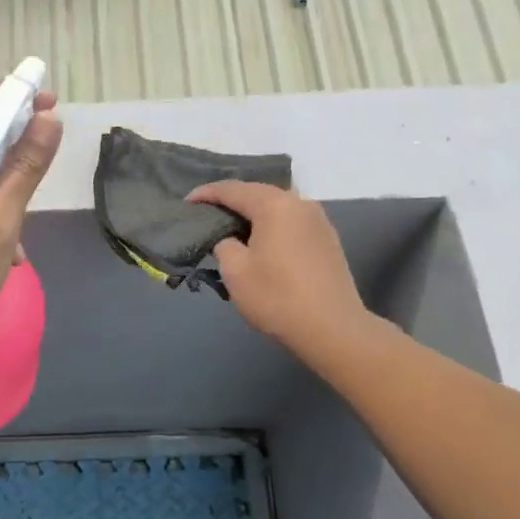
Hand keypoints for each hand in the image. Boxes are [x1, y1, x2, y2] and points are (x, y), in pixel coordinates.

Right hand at [187, 180, 368, 359]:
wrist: (332, 329)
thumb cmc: (277, 297)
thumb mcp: (235, 271)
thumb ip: (224, 245)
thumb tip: (230, 240)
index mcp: (275, 205)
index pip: (233, 190)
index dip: (207, 193)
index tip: (187, 202)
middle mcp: (300, 203)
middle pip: (259, 193)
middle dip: (232, 200)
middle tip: (208, 213)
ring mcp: (319, 221)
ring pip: (278, 207)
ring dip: (254, 213)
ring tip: (233, 227)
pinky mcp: (328, 240)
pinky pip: (292, 222)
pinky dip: (272, 225)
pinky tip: (262, 241)